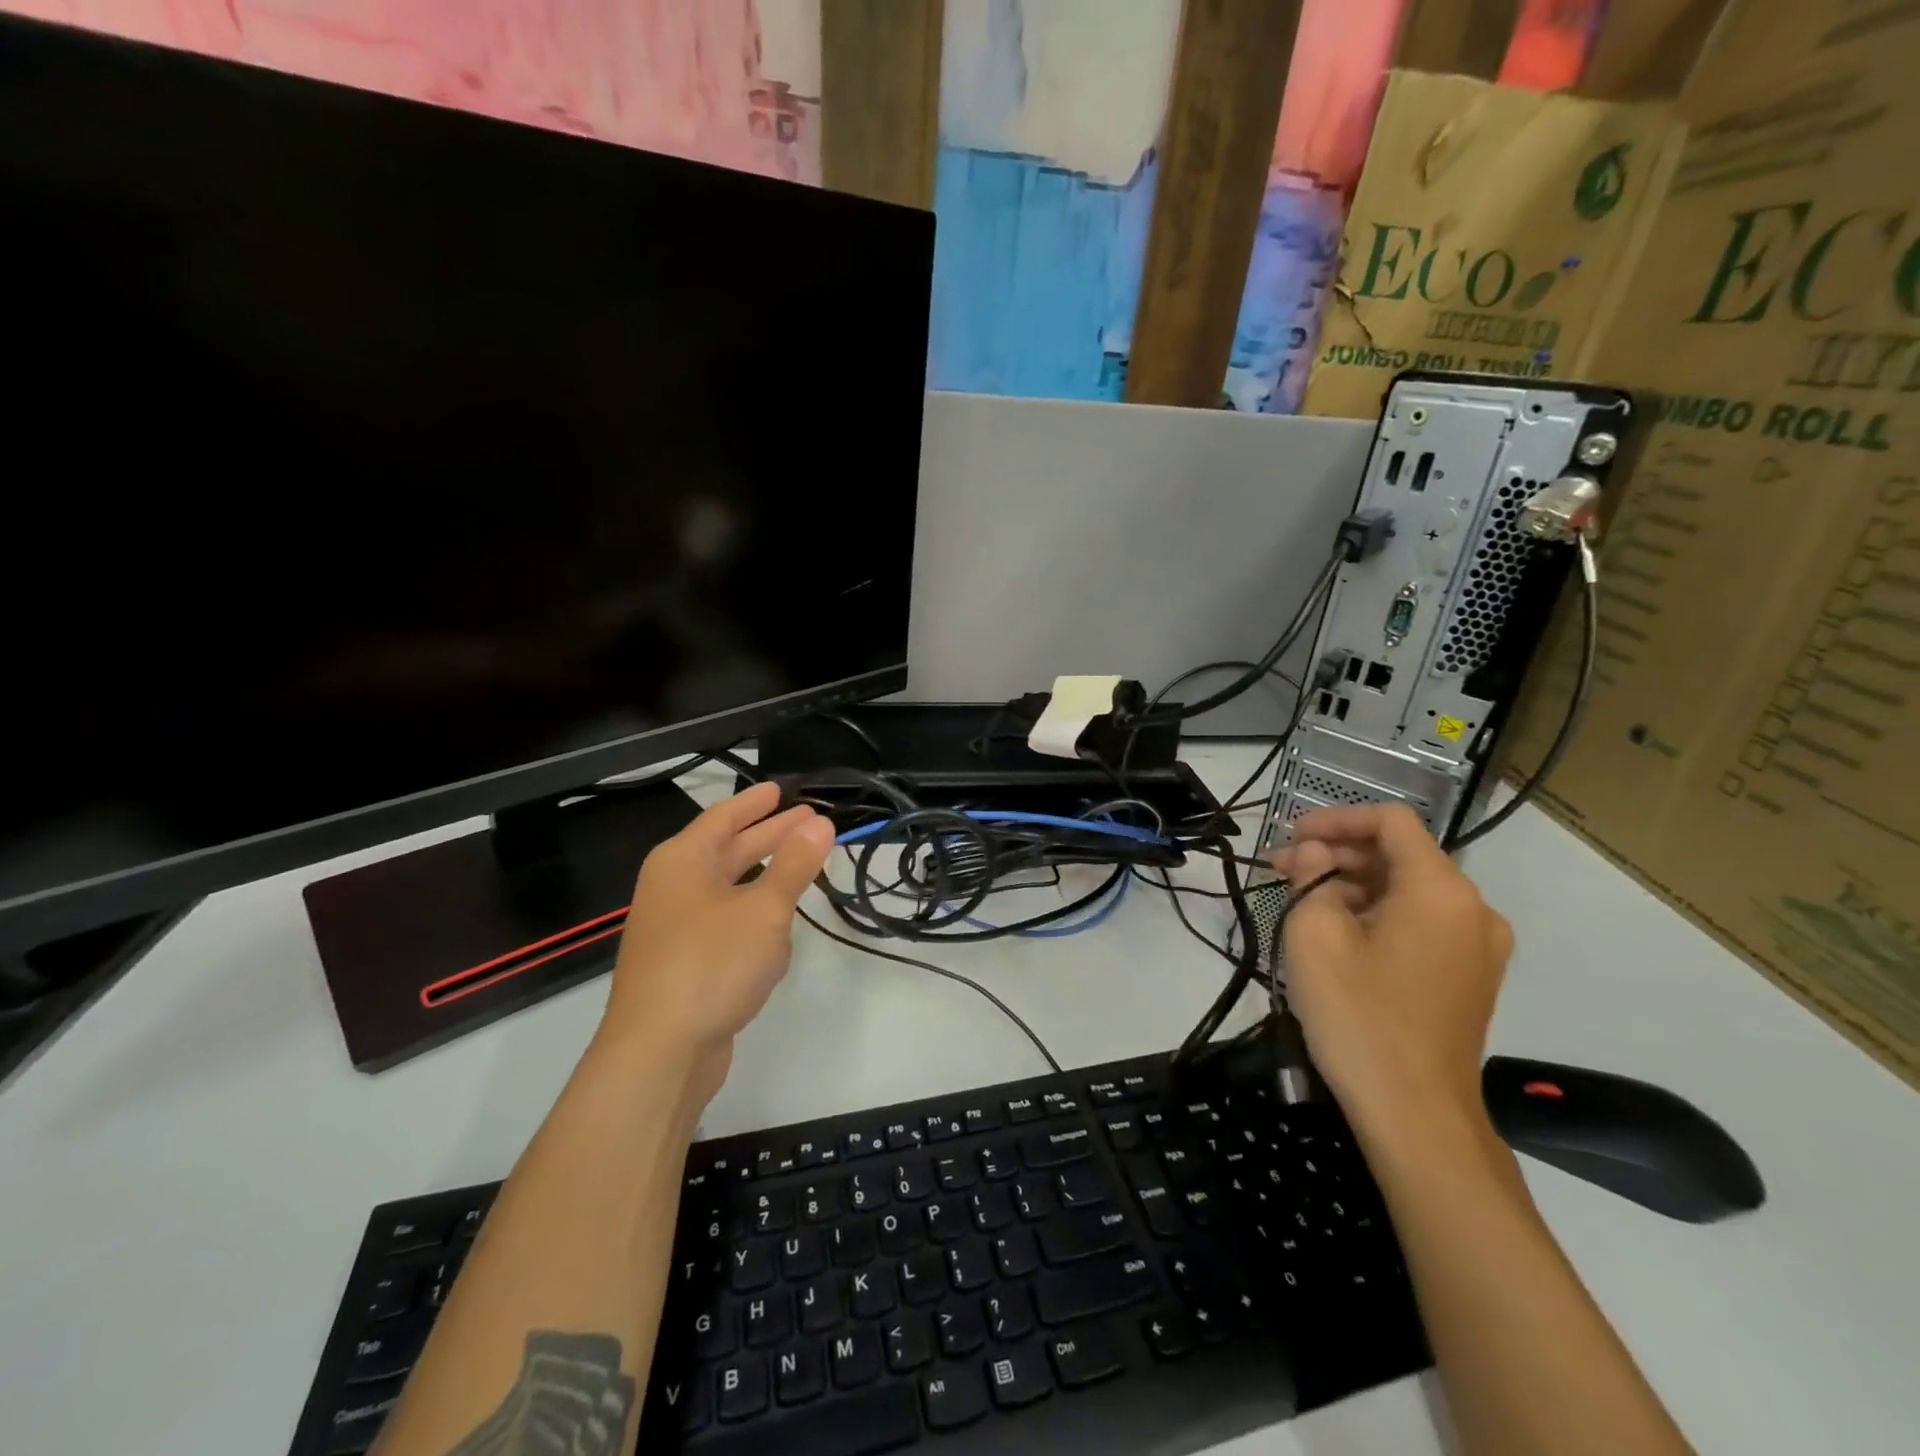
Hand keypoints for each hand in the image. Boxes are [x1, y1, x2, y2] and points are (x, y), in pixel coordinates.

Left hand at [601, 782, 834, 1104]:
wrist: (658, 1054)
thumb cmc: (711, 964)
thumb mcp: (764, 910)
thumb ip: (795, 865)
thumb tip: (821, 823)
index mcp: (682, 862)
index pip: (723, 817)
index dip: (756, 803)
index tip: (782, 789)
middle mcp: (673, 888)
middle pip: (727, 850)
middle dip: (769, 836)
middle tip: (810, 821)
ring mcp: (675, 928)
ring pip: (728, 889)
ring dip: (764, 876)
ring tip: (802, 865)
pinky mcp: (684, 964)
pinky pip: (725, 923)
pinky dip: (753, 914)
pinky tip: (778, 926)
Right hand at [1269, 804, 1512, 1138]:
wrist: (1416, 1114)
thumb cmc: (1360, 1015)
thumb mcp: (1315, 935)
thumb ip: (1311, 877)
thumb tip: (1314, 856)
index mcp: (1441, 890)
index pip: (1390, 822)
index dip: (1336, 819)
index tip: (1291, 836)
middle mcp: (1473, 909)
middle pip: (1399, 855)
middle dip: (1337, 855)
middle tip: (1282, 870)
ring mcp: (1478, 946)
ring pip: (1408, 891)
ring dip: (1353, 886)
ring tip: (1301, 903)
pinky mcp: (1470, 976)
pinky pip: (1421, 923)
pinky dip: (1378, 915)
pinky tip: (1337, 934)